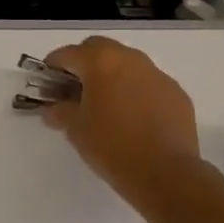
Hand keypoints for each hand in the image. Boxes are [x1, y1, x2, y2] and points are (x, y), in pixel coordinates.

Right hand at [42, 37, 203, 211]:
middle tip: (75, 90)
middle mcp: (130, 59)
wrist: (165, 173)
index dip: (52, 67)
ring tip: (105, 105)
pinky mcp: (176, 94)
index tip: (47, 85)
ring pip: (127, 64)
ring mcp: (158, 75)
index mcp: (101, 62)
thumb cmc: (111, 145)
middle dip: (83, 64)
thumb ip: (59, 111)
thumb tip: (53, 109)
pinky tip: (132, 118)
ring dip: (112, 76)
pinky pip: (148, 84)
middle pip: (99, 49)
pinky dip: (135, 92)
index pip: (67, 54)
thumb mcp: (74, 128)